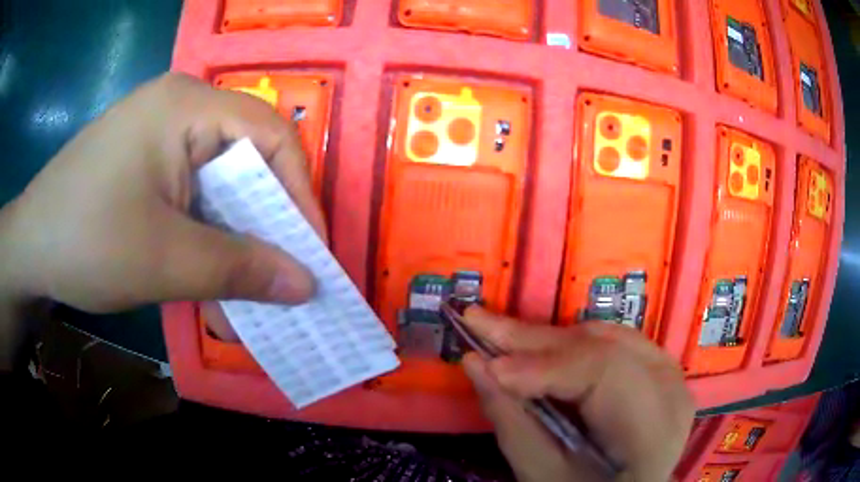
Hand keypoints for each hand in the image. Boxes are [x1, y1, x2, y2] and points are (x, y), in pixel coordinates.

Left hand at [0, 73, 325, 360]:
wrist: (28, 249)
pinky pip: (191, 193)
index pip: (269, 136)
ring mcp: (159, 134)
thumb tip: (307, 284)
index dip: (299, 193)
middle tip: (283, 273)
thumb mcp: (164, 260)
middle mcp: (178, 108)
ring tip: (247, 288)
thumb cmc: (86, 242)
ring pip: (218, 183)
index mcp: (185, 106)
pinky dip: (205, 235)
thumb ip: (240, 270)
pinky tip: (206, 274)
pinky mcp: (145, 161)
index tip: (311, 252)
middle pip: (244, 159)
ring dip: (233, 237)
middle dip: (265, 221)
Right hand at [461, 307, 693, 481]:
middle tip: (477, 322)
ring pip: (604, 337)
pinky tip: (536, 349)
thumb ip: (512, 420)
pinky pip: (610, 342)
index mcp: (652, 433)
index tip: (489, 366)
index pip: (605, 374)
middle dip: (534, 340)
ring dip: (548, 340)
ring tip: (500, 337)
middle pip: (603, 347)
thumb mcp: (543, 473)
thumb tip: (474, 363)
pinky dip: (568, 346)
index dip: (544, 366)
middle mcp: (671, 392)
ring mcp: (669, 375)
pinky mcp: (657, 368)